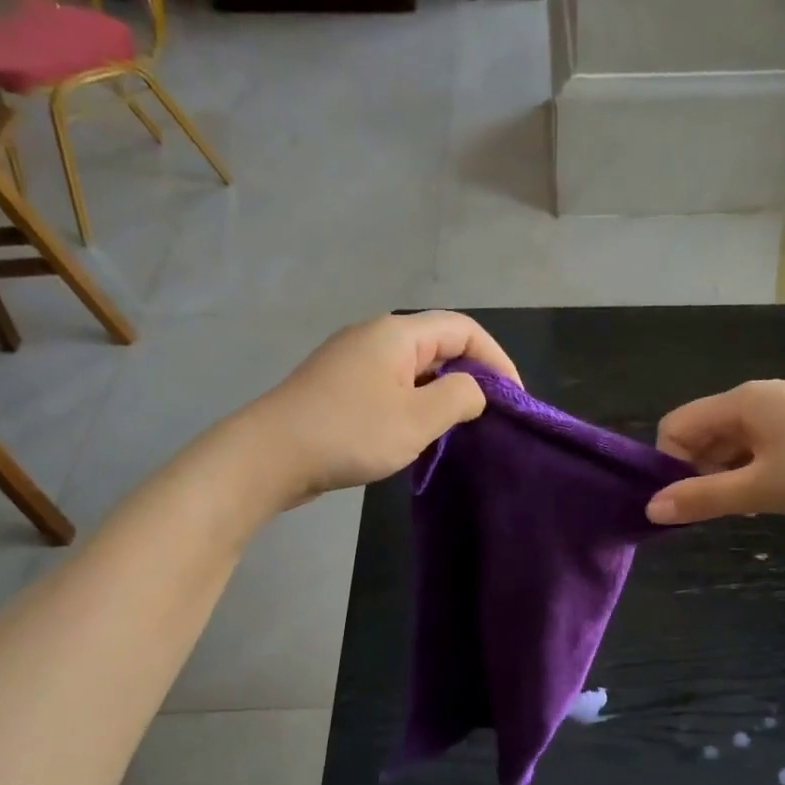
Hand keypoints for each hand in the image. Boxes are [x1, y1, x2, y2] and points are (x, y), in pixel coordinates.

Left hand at [245, 311, 520, 503]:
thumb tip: (474, 390)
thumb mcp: (418, 419)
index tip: (514, 398)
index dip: (497, 359)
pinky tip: (417, 433)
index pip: (464, 329)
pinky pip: (391, 385)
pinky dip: (415, 402)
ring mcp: (353, 360)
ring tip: (460, 427)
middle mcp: (376, 336)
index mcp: (398, 333)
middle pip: (439, 344)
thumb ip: (459, 398)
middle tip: (491, 414)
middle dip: (472, 375)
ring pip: (415, 368)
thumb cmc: (350, 433)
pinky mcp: (339, 386)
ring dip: (442, 392)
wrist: (270, 455)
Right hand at [646, 380, 784, 524]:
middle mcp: (755, 397)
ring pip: (732, 442)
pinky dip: (754, 469)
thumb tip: (650, 508)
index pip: (675, 427)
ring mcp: (783, 407)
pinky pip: (759, 444)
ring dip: (728, 475)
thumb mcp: (760, 488)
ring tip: (751, 505)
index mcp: (738, 403)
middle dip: (699, 473)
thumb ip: (703, 498)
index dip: (670, 465)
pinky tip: (775, 492)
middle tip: (722, 509)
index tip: (690, 501)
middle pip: (702, 434)